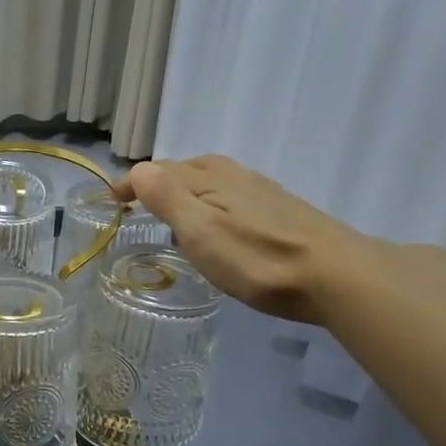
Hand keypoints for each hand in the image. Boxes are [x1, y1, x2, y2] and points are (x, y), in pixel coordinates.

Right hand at [112, 155, 368, 323]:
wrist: (335, 276)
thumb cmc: (257, 258)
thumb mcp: (201, 230)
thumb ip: (167, 198)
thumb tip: (138, 169)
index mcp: (209, 177)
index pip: (158, 171)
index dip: (132, 183)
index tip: (111, 201)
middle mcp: (234, 175)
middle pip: (186, 170)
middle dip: (157, 182)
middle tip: (137, 205)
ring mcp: (260, 191)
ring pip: (210, 182)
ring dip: (184, 192)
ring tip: (171, 217)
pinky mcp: (279, 211)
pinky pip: (229, 197)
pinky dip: (209, 205)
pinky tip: (217, 229)